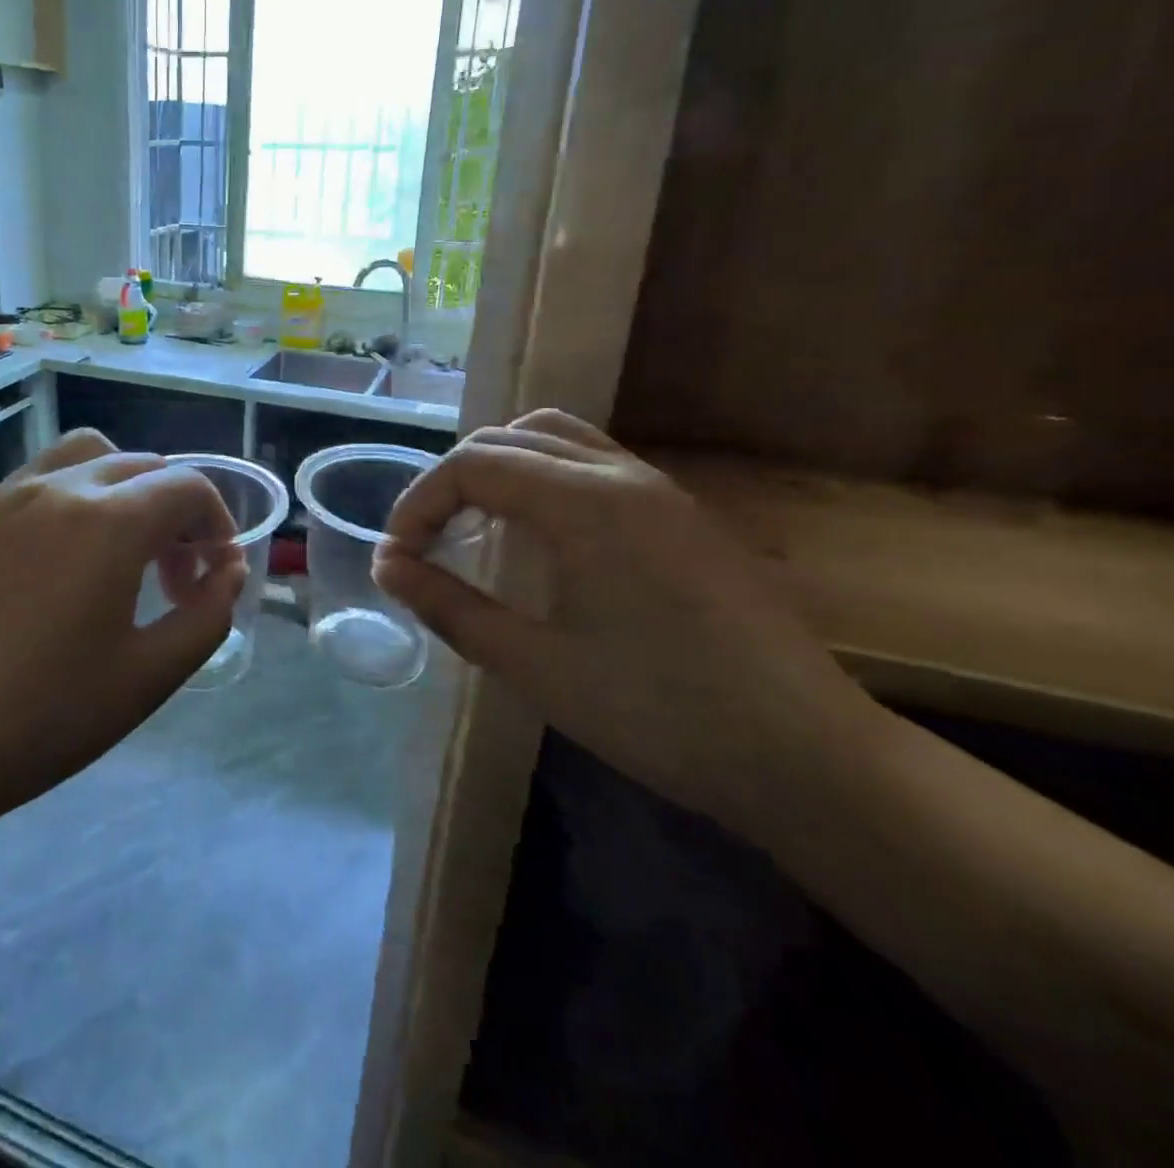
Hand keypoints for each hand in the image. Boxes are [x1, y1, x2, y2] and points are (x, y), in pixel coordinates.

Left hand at [0, 430, 244, 845]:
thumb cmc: (39, 721)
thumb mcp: (147, 678)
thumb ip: (207, 615)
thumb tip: (229, 571)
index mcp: (109, 521)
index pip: (188, 486)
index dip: (218, 524)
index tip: (214, 576)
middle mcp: (57, 489)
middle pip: (141, 466)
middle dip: (175, 512)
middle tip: (173, 577)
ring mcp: (3, 498)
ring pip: (85, 457)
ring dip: (122, 490)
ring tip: (118, 554)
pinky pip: (36, 483)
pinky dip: (71, 502)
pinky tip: (54, 568)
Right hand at [371, 410, 885, 834]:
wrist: (808, 758)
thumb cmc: (659, 714)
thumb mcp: (534, 666)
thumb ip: (449, 606)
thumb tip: (386, 565)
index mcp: (584, 502)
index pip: (471, 465)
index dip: (418, 505)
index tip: (398, 559)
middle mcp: (621, 474)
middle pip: (507, 439)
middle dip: (450, 482)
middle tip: (425, 544)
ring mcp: (658, 489)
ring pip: (554, 438)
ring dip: (498, 469)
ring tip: (473, 526)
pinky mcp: (681, 514)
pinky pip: (592, 462)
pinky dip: (542, 478)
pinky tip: (538, 537)